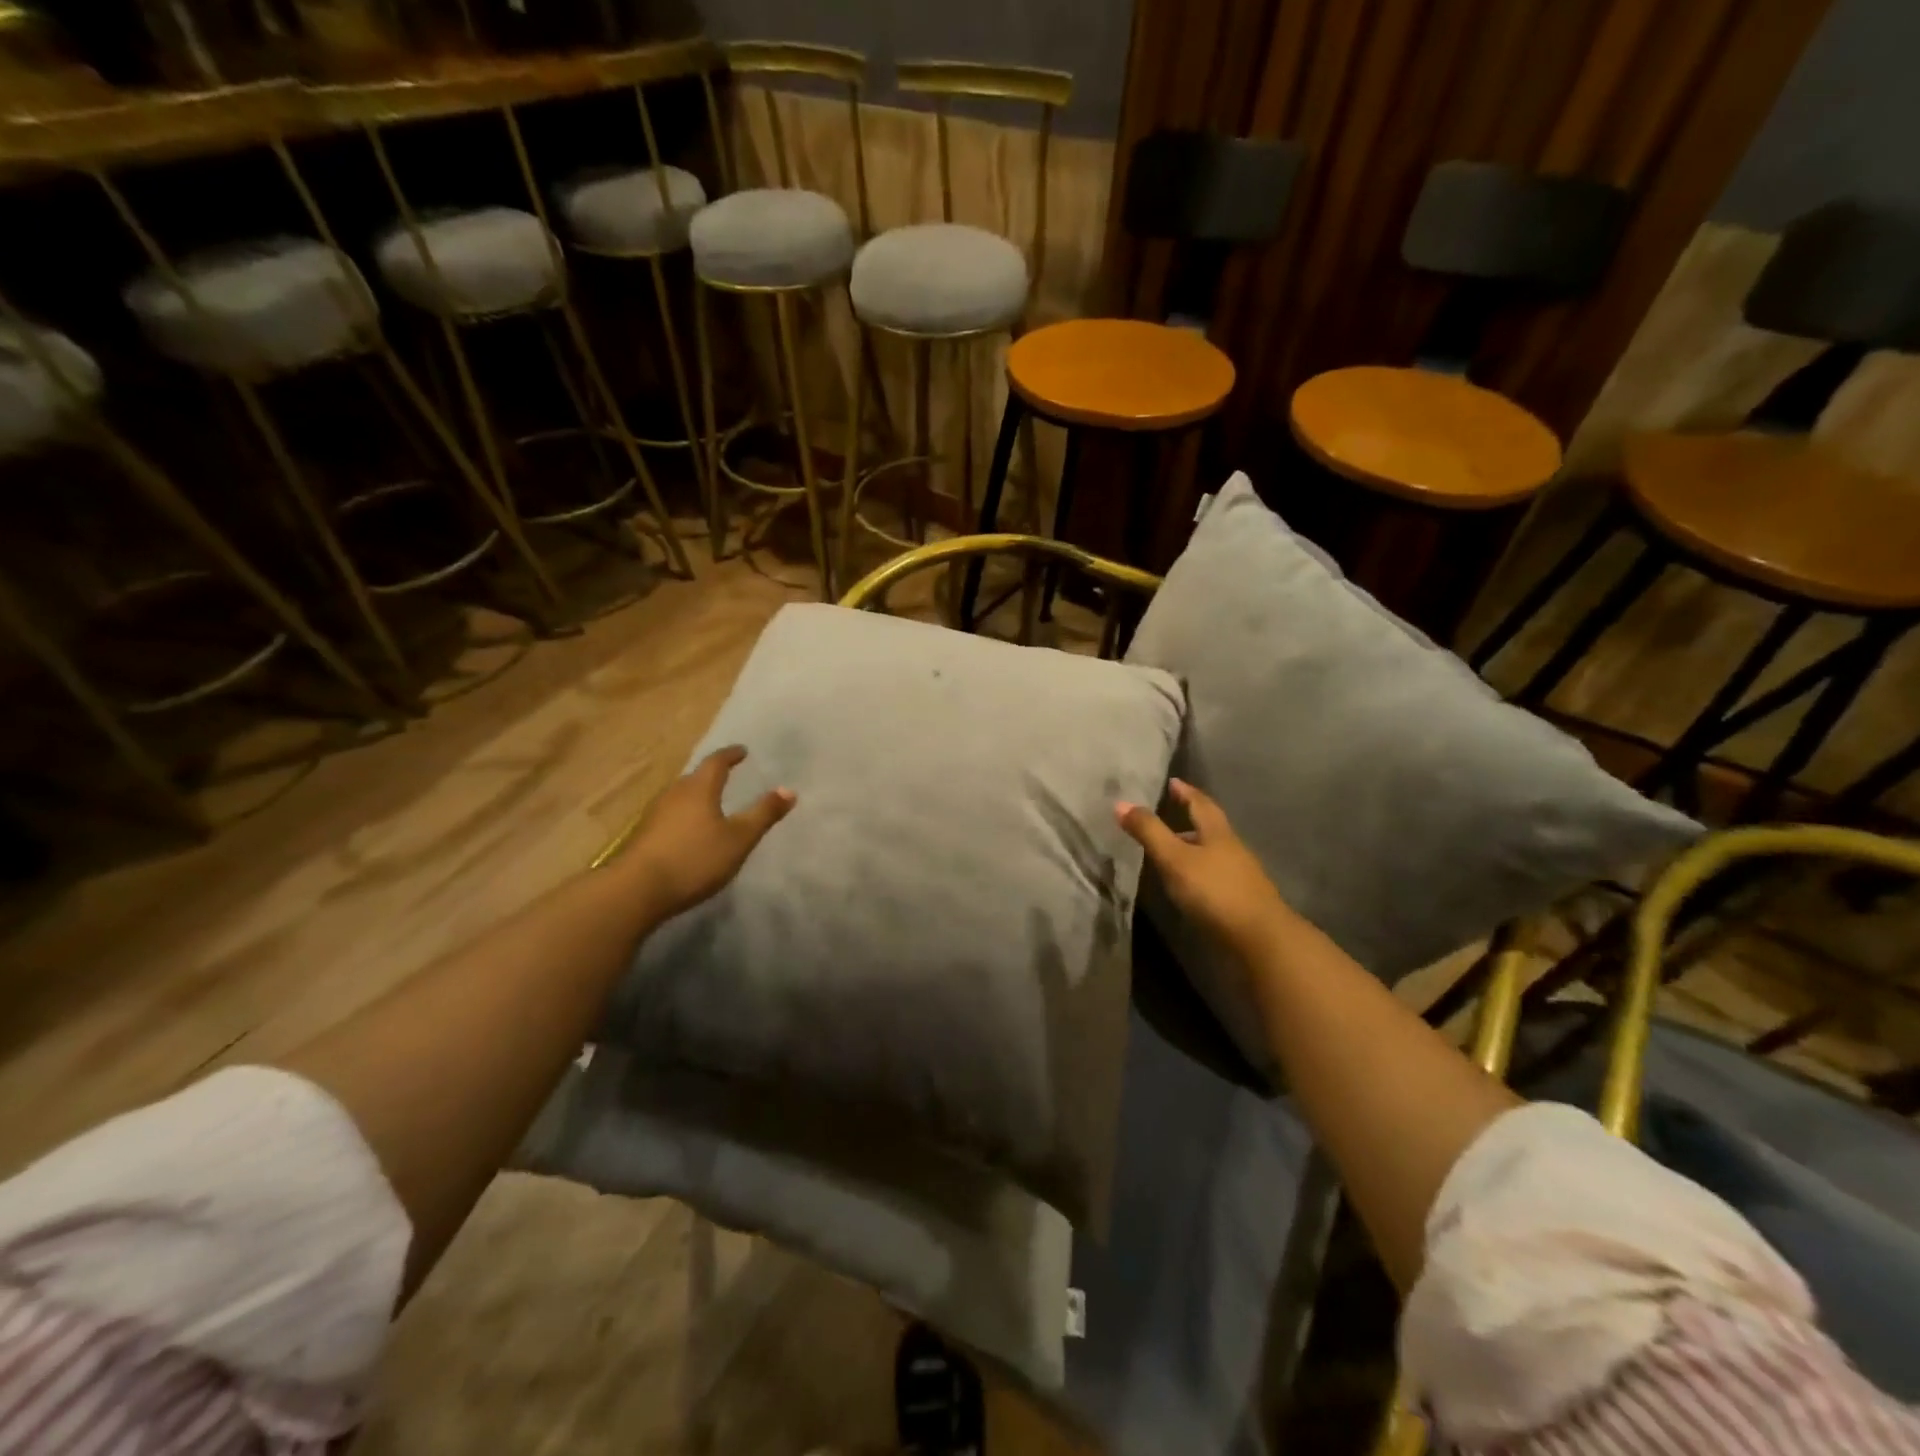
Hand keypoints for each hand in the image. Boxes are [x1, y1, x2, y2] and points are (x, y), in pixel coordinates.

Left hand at [618, 746, 794, 922]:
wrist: (636, 890)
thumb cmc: (694, 858)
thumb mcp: (739, 839)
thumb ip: (764, 814)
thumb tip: (789, 790)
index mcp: (699, 788)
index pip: (716, 762)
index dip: (731, 755)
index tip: (742, 751)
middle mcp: (674, 794)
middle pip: (695, 778)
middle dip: (712, 775)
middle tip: (728, 776)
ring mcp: (655, 814)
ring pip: (680, 796)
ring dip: (697, 796)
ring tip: (711, 803)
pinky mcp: (644, 835)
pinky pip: (670, 815)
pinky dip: (684, 815)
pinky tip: (689, 831)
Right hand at [1116, 779, 1288, 954]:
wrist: (1261, 940)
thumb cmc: (1215, 892)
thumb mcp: (1175, 859)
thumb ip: (1149, 832)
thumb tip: (1120, 803)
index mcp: (1218, 833)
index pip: (1201, 804)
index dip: (1186, 792)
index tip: (1173, 782)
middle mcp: (1232, 849)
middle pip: (1210, 828)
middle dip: (1189, 820)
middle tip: (1166, 816)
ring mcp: (1240, 876)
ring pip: (1212, 853)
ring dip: (1193, 848)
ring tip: (1169, 852)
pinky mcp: (1240, 901)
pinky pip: (1215, 876)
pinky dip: (1198, 872)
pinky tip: (1186, 885)